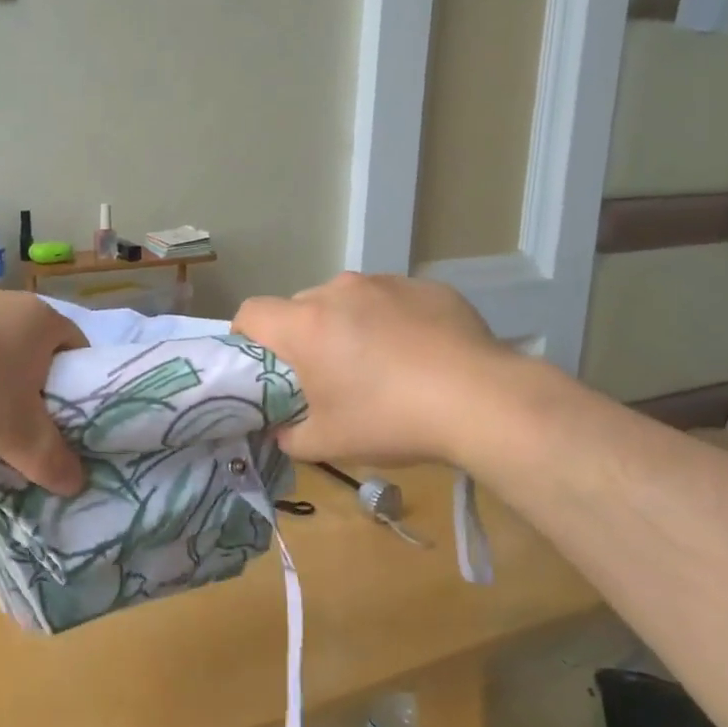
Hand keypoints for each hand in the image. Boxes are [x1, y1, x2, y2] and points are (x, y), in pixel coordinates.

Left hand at [0, 290, 87, 492]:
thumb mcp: (17, 435)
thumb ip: (51, 460)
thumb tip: (76, 483)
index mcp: (41, 319)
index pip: (79, 350)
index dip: (80, 388)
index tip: (65, 422)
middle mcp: (7, 302)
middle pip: (35, 353)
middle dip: (32, 392)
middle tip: (24, 430)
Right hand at [234, 272, 505, 466]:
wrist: (482, 400)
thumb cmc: (391, 420)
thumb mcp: (329, 443)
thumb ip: (290, 437)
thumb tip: (281, 431)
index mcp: (306, 325)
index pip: (251, 313)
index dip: (246, 337)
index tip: (260, 365)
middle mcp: (339, 291)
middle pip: (300, 307)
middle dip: (302, 337)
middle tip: (324, 375)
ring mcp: (387, 283)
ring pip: (348, 301)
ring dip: (347, 325)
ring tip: (378, 364)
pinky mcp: (427, 287)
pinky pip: (392, 300)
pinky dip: (391, 321)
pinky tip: (418, 355)